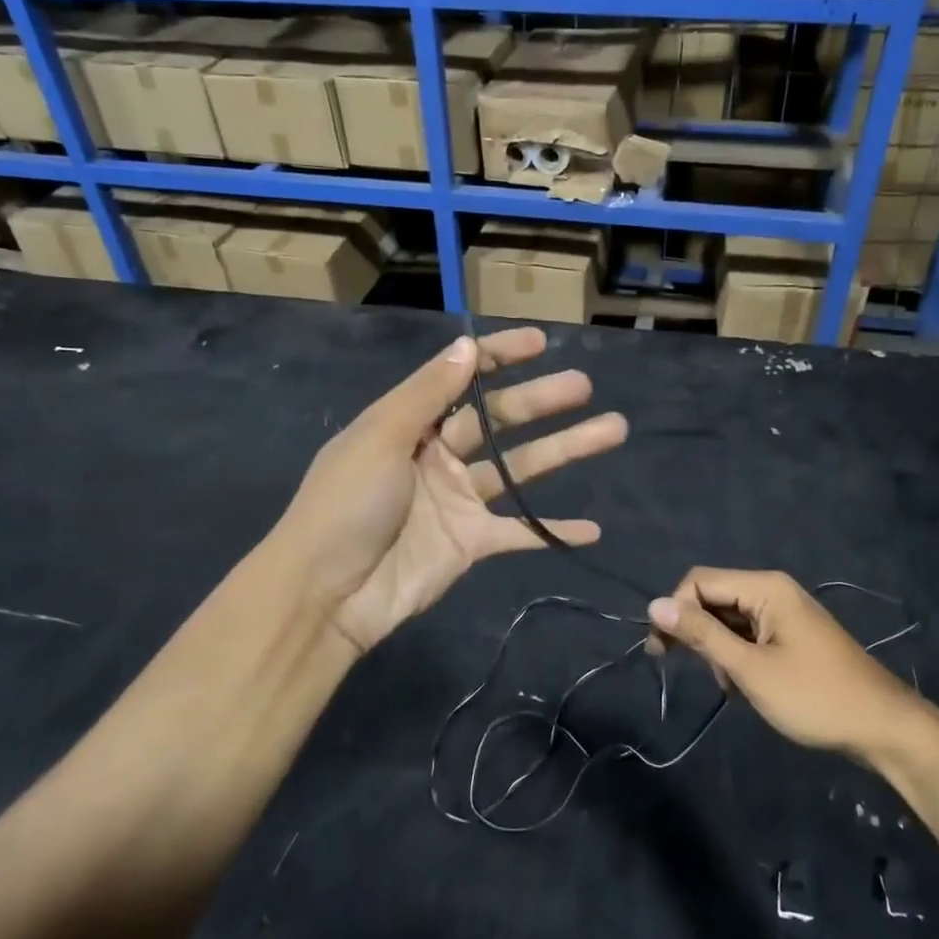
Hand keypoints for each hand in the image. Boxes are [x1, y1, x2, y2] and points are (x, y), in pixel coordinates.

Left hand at [271, 328, 626, 657]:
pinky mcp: (471, 543)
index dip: (497, 358)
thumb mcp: (380, 438)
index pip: (460, 378)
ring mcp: (458, 500)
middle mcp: (438, 455)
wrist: (326, 595)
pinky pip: (520, 533)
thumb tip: (467, 346)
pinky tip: (592, 528)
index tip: (539, 342)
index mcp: (410, 424)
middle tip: (584, 386)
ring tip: (612, 429)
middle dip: (542, 400)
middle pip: (500, 420)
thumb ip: (427, 394)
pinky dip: (553, 530)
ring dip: (565, 449)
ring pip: (521, 468)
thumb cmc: (347, 505)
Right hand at [648, 568, 923, 753]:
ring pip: (729, 618)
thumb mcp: (749, 668)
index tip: (661, 651)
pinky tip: (740, 683)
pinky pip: (748, 632)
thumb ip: (701, 635)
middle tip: (672, 664)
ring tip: (724, 684)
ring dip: (715, 647)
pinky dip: (735, 654)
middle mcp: (773, 590)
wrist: (884, 728)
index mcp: (765, 587)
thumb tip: (655, 605)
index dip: (674, 610)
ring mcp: (785, 613)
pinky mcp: (791, 635)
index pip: (699, 581)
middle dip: (692, 629)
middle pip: (713, 596)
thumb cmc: (813, 697)